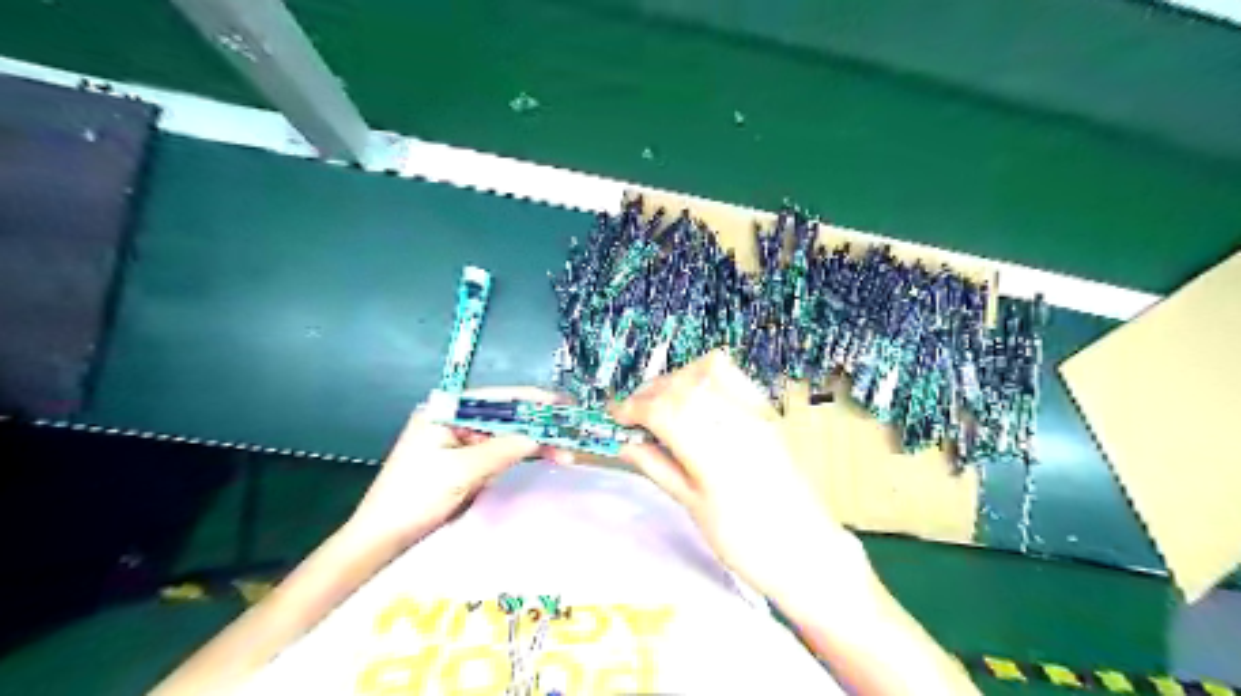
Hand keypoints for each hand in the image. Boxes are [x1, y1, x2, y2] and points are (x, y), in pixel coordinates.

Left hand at [344, 387, 565, 547]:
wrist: (382, 538)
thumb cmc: (415, 498)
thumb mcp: (461, 471)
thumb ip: (503, 449)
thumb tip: (539, 436)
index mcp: (445, 410)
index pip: (498, 398)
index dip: (534, 401)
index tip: (564, 406)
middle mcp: (454, 418)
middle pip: (505, 416)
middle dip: (538, 427)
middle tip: (571, 435)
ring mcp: (459, 440)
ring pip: (506, 435)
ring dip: (533, 445)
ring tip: (565, 454)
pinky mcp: (464, 460)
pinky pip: (499, 452)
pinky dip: (520, 457)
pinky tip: (543, 459)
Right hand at [609, 351, 864, 595]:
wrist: (806, 550)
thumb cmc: (746, 543)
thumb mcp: (694, 507)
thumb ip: (659, 468)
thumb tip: (626, 445)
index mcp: (716, 454)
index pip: (664, 410)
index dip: (633, 408)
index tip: (615, 416)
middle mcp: (738, 423)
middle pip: (682, 386)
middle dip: (649, 392)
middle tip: (632, 412)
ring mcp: (758, 412)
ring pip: (707, 371)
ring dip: (675, 379)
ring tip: (660, 401)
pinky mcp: (768, 411)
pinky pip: (733, 375)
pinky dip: (704, 375)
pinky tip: (693, 394)